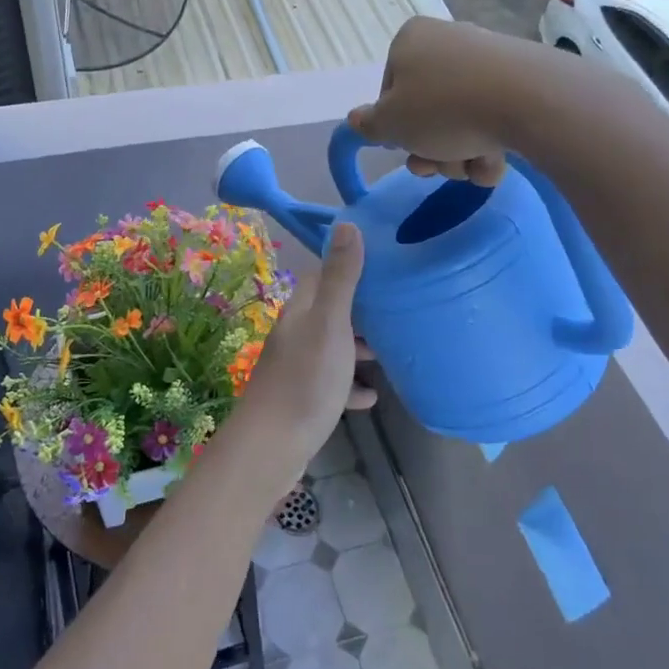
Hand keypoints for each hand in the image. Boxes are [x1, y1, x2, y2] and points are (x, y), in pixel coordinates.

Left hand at [231, 223, 375, 493]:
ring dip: (357, 348)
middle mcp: (296, 333)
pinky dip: (350, 385)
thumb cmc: (306, 379)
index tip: (382, 268)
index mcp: (302, 310)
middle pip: (329, 311)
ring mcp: (297, 367)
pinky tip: (371, 396)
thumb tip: (347, 223)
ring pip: (332, 347)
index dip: (348, 268)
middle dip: (360, 310)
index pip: (322, 276)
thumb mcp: (331, 323)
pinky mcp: (303, 398)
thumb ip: (341, 277)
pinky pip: (332, 383)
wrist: (273, 445)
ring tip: (389, 352)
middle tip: (395, 312)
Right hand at [347, 16, 552, 184]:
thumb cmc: (443, 108)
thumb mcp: (390, 124)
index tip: (405, 144)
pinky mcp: (520, 79)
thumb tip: (356, 119)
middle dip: (429, 148)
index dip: (395, 126)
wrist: (528, 100)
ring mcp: (487, 59)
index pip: (389, 91)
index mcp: (410, 40)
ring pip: (459, 120)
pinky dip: (488, 146)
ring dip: (458, 154)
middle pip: (426, 109)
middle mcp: (447, 41)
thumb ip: (368, 124)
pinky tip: (494, 163)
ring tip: (471, 166)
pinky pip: (492, 118)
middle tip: (436, 167)